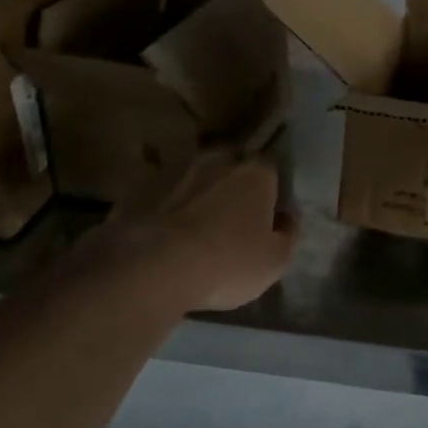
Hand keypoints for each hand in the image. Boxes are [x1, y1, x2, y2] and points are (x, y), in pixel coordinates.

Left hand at [84, 152, 298, 313]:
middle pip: (231, 166)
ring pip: (194, 178)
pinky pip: (161, 194)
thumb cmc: (228, 263)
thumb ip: (288, 234)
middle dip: (232, 185)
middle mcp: (217, 160)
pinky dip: (165, 207)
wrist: (153, 267)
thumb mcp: (275, 261)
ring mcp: (175, 170)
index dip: (271, 192)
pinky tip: (163, 235)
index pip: (272, 170)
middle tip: (231, 218)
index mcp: (256, 173)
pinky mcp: (139, 187)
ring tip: (194, 228)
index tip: (268, 215)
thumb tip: (287, 217)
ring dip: (197, 194)